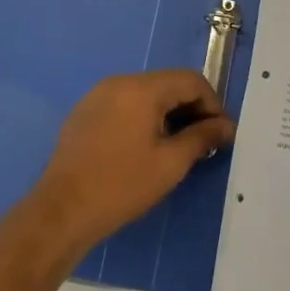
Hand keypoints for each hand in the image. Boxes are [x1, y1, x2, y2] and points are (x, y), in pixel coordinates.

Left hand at [32, 72, 234, 257]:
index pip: (191, 80)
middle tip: (204, 143)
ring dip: (168, 113)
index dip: (213, 104)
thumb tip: (227, 126)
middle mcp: (119, 82)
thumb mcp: (171, 164)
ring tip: (178, 147)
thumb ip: (202, 138)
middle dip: (191, 108)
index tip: (221, 134)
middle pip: (168, 84)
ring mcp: (98, 95)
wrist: (62, 210)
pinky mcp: (85, 112)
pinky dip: (144, 117)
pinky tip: (146, 147)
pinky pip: (124, 104)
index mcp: (141, 89)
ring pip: (146, 94)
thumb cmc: (122, 185)